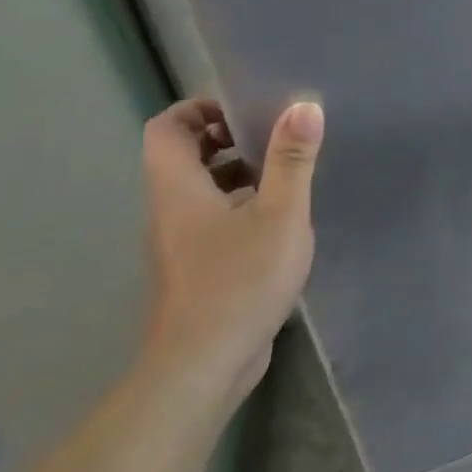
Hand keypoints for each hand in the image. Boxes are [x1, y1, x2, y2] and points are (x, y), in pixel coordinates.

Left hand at [141, 97, 323, 414]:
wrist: (204, 365)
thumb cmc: (240, 279)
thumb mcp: (281, 213)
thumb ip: (292, 159)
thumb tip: (304, 105)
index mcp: (179, 189)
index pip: (166, 128)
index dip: (200, 108)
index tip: (246, 109)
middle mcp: (170, 211)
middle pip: (182, 157)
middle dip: (225, 138)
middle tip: (273, 137)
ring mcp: (180, 244)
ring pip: (200, 191)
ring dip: (236, 173)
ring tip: (285, 174)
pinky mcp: (196, 270)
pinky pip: (212, 220)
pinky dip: (240, 206)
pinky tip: (281, 221)